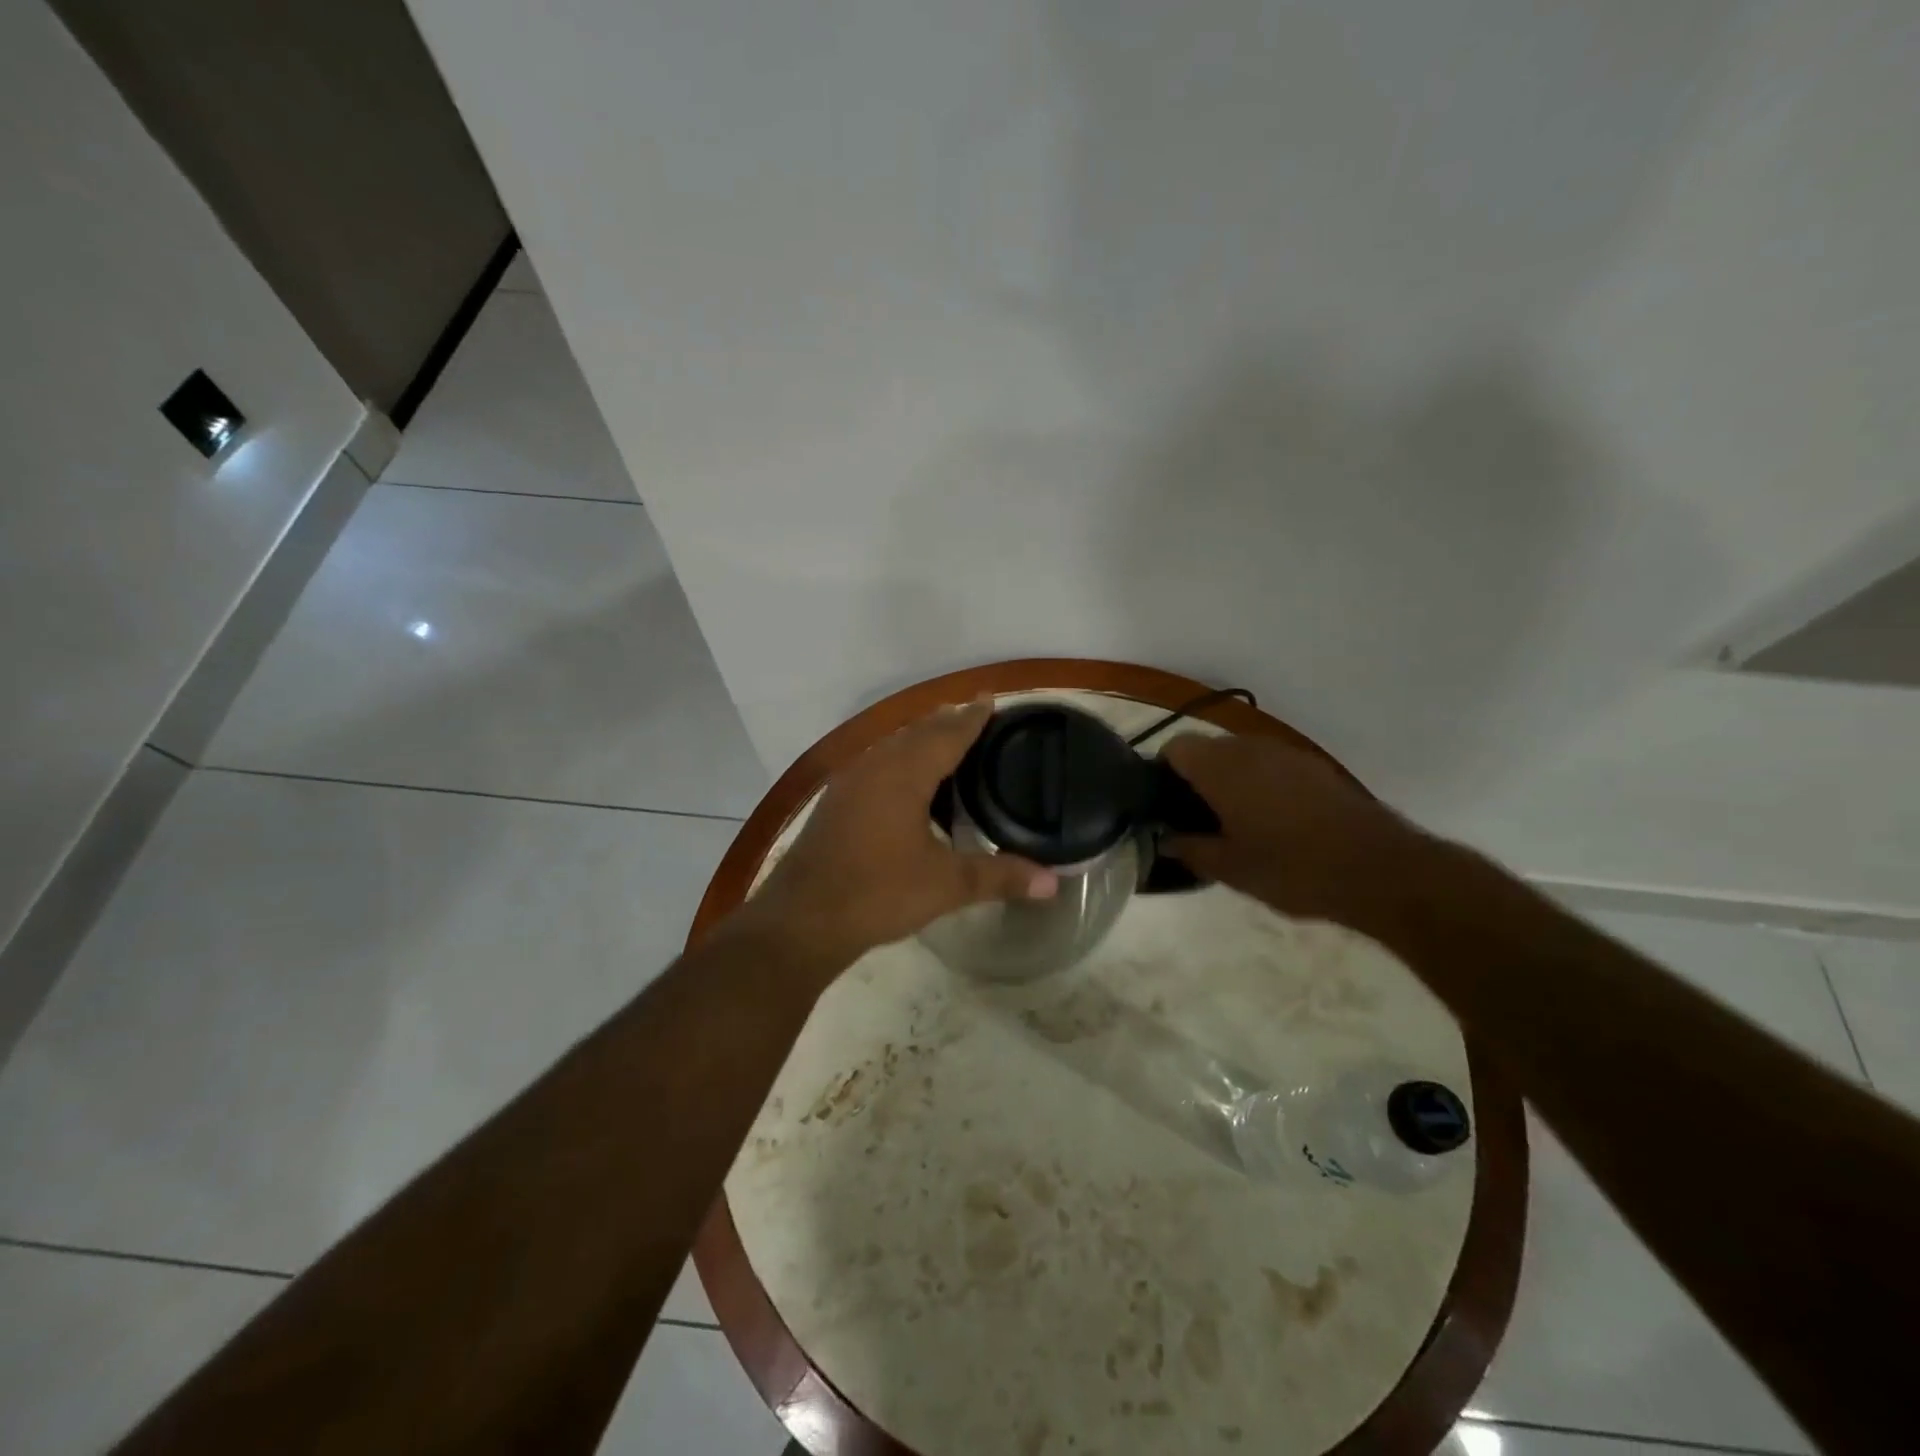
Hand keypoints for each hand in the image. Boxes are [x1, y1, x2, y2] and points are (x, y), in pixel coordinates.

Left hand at [741, 700, 1057, 972]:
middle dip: (947, 722)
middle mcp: (875, 767)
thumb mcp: (946, 885)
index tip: (990, 699)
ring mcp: (849, 783)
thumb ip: (1000, 877)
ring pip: (892, 747)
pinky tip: (907, 785)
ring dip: (920, 740)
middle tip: (976, 718)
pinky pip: (876, 765)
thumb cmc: (878, 893)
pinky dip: (900, 761)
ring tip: (946, 744)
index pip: (947, 733)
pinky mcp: (836, 802)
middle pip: (917, 732)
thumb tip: (1053, 883)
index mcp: (904, 774)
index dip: (972, 717)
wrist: (802, 920)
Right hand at [1159, 733, 1435, 926]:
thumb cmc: (1292, 868)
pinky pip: (1271, 765)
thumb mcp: (1230, 869)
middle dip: (1196, 778)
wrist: (1378, 869)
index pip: (1175, 748)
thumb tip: (1165, 840)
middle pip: (1207, 749)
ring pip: (1240, 756)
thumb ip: (1190, 850)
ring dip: (1229, 780)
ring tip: (1233, 822)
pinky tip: (1272, 822)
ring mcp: (1286, 753)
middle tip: (1196, 820)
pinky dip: (1260, 784)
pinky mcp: (1314, 766)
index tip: (1165, 805)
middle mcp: (1250, 748)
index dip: (1163, 772)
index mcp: (1221, 767)